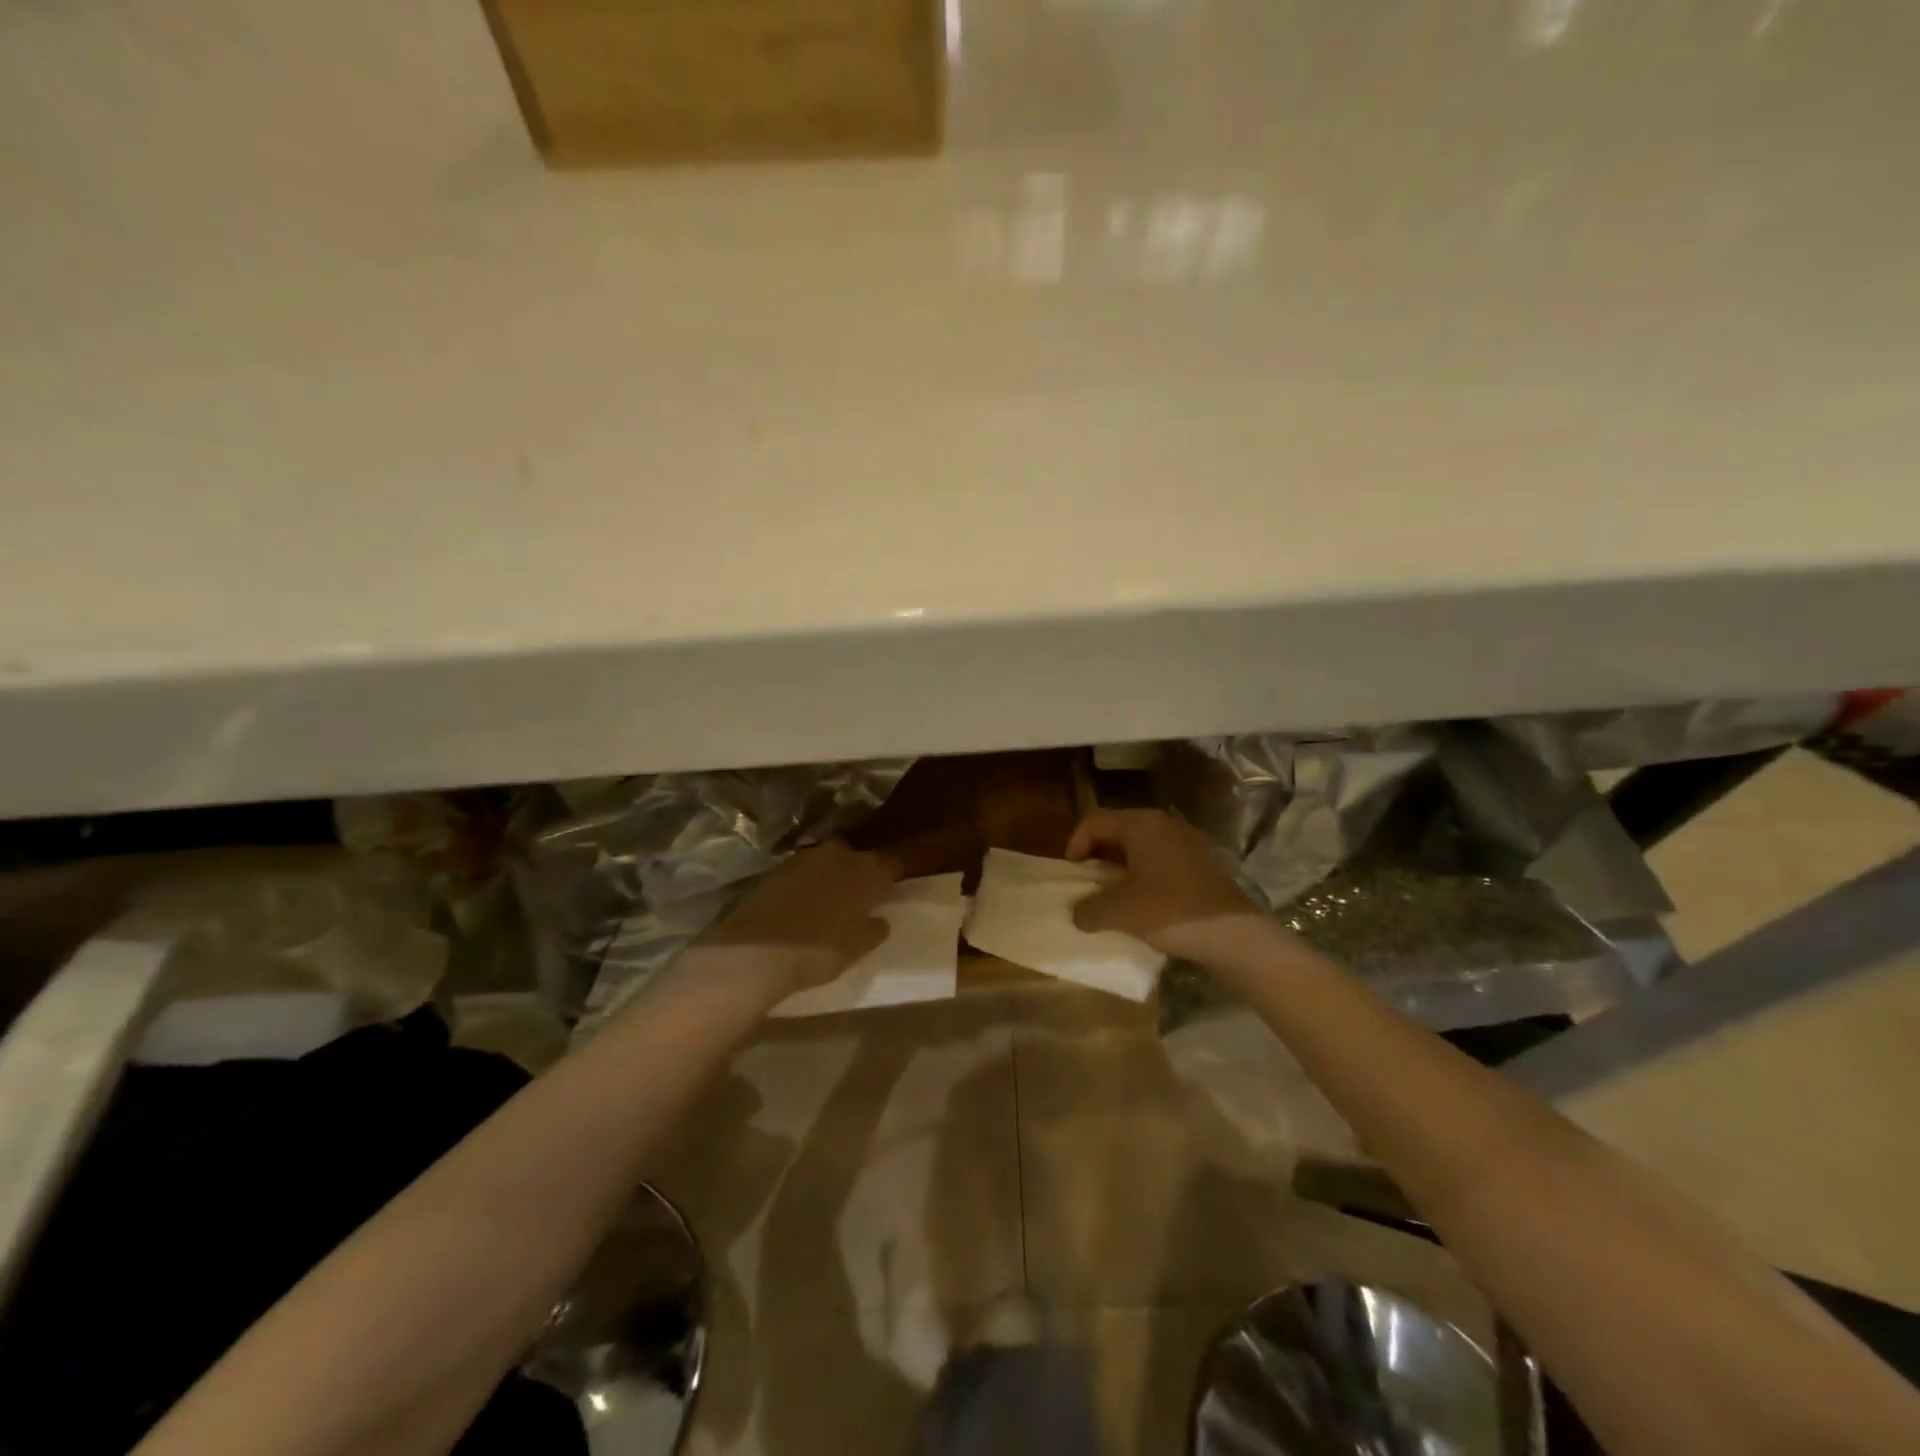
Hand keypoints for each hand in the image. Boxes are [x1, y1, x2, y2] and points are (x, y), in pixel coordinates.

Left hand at [697, 842, 899, 996]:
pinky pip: (803, 870)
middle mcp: (839, 854)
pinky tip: (803, 902)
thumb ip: (873, 930)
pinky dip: (807, 882)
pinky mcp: (778, 867)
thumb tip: (880, 920)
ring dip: (832, 874)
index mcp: (867, 870)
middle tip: (860, 895)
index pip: (891, 863)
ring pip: (829, 860)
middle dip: (860, 871)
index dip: (893, 874)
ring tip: (830, 899)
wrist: (755, 951)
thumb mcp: (855, 949)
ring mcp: (805, 857)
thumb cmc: (818, 951)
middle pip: (857, 857)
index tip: (892, 887)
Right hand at [1065, 809, 1265, 961]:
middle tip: (1088, 883)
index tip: (1072, 873)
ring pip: (1140, 846)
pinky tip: (1143, 903)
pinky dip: (1143, 875)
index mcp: (1142, 825)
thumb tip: (1078, 913)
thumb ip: (1089, 909)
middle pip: (1118, 830)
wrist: (1233, 934)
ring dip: (1120, 867)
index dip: (1075, 843)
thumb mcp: (1120, 912)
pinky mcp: (1201, 863)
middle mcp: (1164, 824)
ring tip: (1113, 896)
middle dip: (1097, 855)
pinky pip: (1160, 859)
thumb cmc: (1170, 911)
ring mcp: (1186, 842)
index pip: (1095, 820)